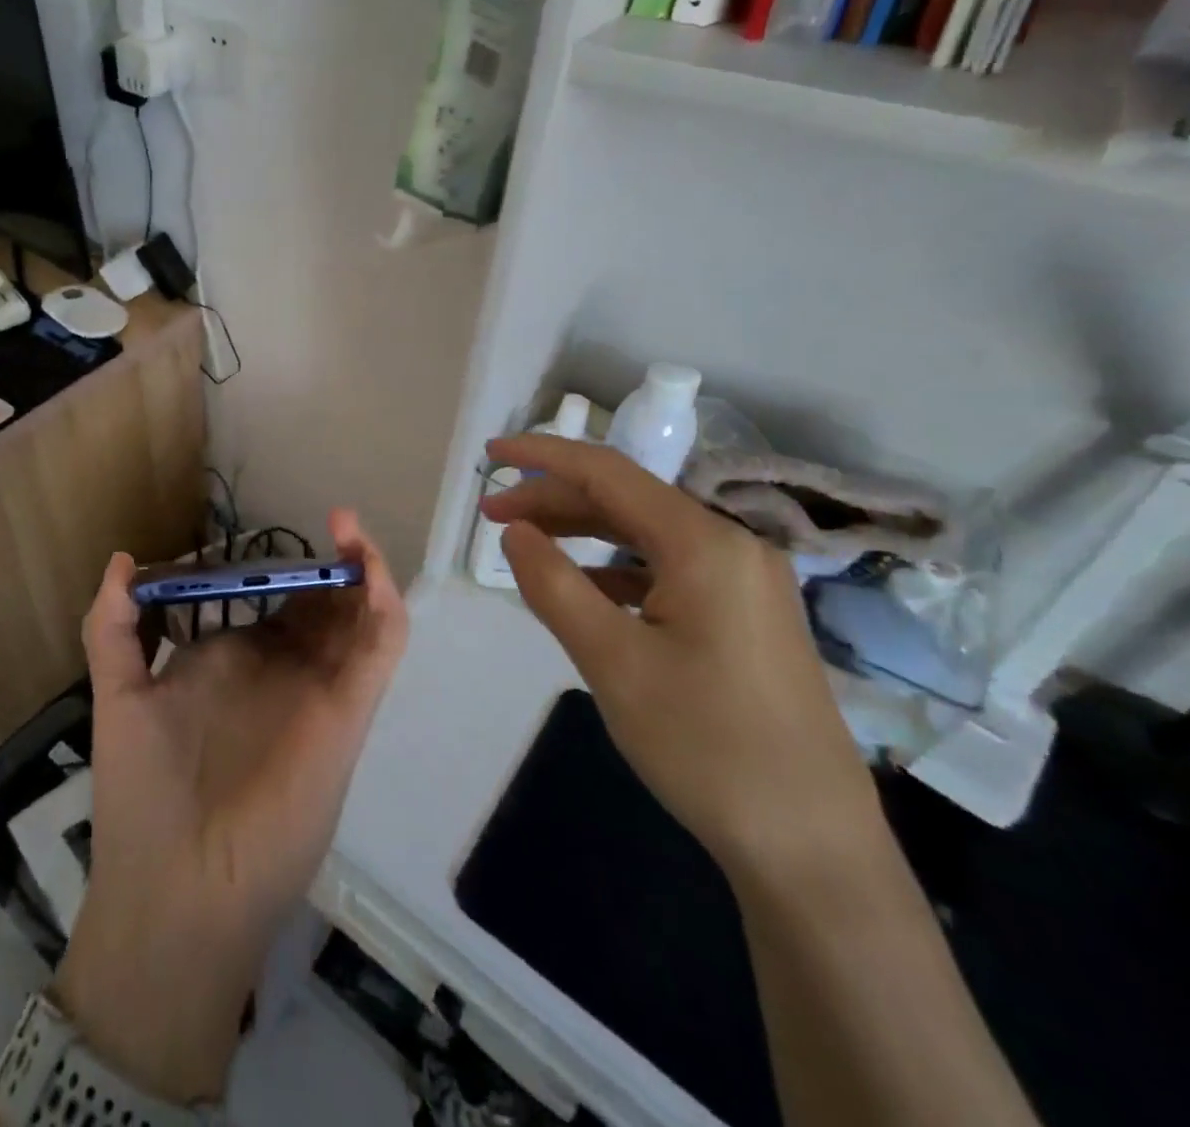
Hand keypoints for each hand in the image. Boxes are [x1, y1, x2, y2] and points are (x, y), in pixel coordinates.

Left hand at [53, 512, 407, 1103]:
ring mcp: (318, 689)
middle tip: (333, 522)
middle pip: (319, 604)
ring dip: (362, 571)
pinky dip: (384, 604)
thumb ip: (114, 629)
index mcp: (234, 661)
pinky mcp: (347, 713)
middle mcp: (281, 671)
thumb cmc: (143, 793)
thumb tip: (121, 559)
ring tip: (348, 527)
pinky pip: (379, 649)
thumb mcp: (120, 695)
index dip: (276, 566)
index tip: (273, 533)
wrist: (178, 890)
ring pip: (356, 618)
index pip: (267, 602)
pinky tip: (366, 567)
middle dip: (327, 564)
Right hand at [483, 436, 885, 887]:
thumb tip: (514, 532)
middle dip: (553, 499)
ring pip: (644, 533)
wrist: (810, 845)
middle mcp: (731, 547)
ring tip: (524, 543)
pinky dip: (612, 567)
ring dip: (580, 531)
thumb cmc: (705, 744)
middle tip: (491, 516)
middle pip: (625, 500)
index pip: (608, 473)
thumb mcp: (611, 660)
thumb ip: (553, 584)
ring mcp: (742, 583)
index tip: (489, 454)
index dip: (543, 456)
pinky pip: (664, 569)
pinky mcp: (742, 616)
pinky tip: (580, 587)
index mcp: (705, 544)